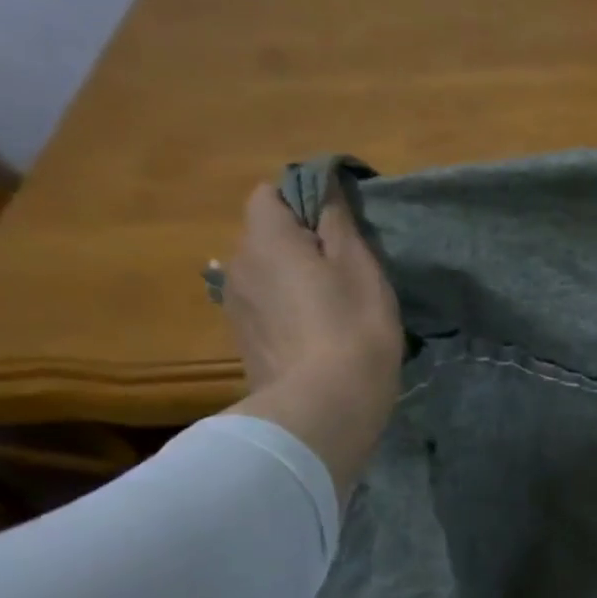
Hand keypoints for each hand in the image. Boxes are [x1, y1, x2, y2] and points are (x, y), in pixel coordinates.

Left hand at [221, 183, 402, 493]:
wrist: (323, 409)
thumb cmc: (352, 328)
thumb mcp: (361, 269)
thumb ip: (338, 223)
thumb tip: (325, 189)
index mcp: (265, 239)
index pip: (269, 194)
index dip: (302, 201)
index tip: (338, 227)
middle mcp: (237, 266)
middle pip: (265, 238)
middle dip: (299, 245)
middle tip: (344, 273)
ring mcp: (235, 309)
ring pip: (266, 277)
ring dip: (293, 283)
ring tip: (332, 311)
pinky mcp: (243, 344)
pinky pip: (267, 311)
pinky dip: (288, 314)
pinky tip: (317, 339)